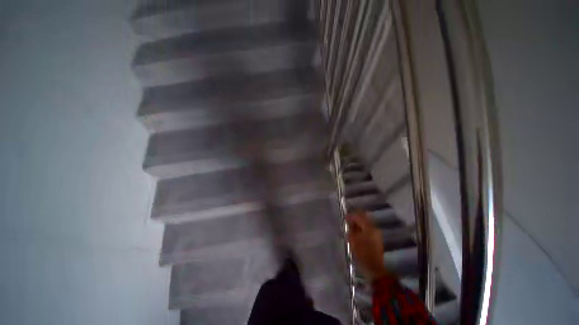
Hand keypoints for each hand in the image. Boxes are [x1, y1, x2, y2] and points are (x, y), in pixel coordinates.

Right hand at [346, 211, 389, 281]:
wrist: (374, 268)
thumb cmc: (362, 254)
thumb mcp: (353, 240)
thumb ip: (351, 229)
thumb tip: (349, 222)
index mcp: (369, 228)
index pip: (359, 216)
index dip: (351, 215)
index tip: (344, 217)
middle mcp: (374, 228)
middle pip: (364, 219)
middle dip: (355, 218)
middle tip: (347, 221)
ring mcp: (376, 234)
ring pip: (366, 224)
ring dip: (358, 224)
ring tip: (350, 227)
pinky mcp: (376, 239)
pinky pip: (367, 229)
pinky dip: (361, 229)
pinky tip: (355, 233)